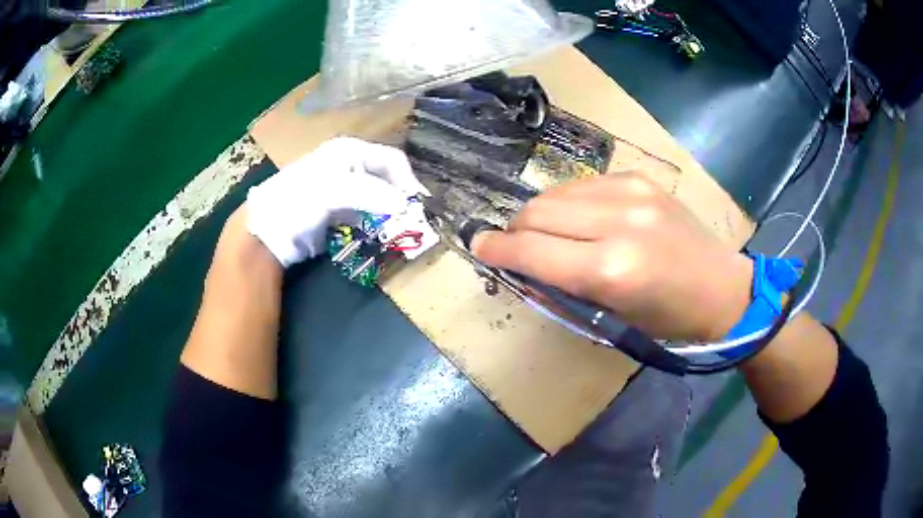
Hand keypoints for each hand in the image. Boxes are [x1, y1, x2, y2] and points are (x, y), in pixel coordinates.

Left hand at [246, 137, 427, 266]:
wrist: (268, 231)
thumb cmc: (298, 201)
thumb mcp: (333, 190)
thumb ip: (370, 193)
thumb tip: (405, 204)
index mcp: (350, 152)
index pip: (392, 160)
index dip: (408, 181)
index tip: (419, 207)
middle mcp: (350, 167)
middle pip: (388, 180)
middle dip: (402, 200)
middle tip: (414, 223)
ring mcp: (344, 191)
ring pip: (380, 199)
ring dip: (392, 216)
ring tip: (401, 233)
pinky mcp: (339, 213)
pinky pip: (368, 216)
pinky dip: (378, 226)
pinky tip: (382, 237)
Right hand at [471, 173, 752, 341]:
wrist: (721, 289)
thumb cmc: (666, 320)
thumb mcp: (610, 318)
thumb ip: (560, 287)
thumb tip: (520, 264)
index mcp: (611, 270)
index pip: (532, 251)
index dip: (497, 250)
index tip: (478, 248)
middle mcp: (619, 222)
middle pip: (537, 212)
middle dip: (515, 231)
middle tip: (516, 247)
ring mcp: (631, 192)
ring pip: (556, 193)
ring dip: (540, 215)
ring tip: (549, 234)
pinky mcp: (639, 178)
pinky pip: (582, 184)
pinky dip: (569, 202)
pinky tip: (580, 219)